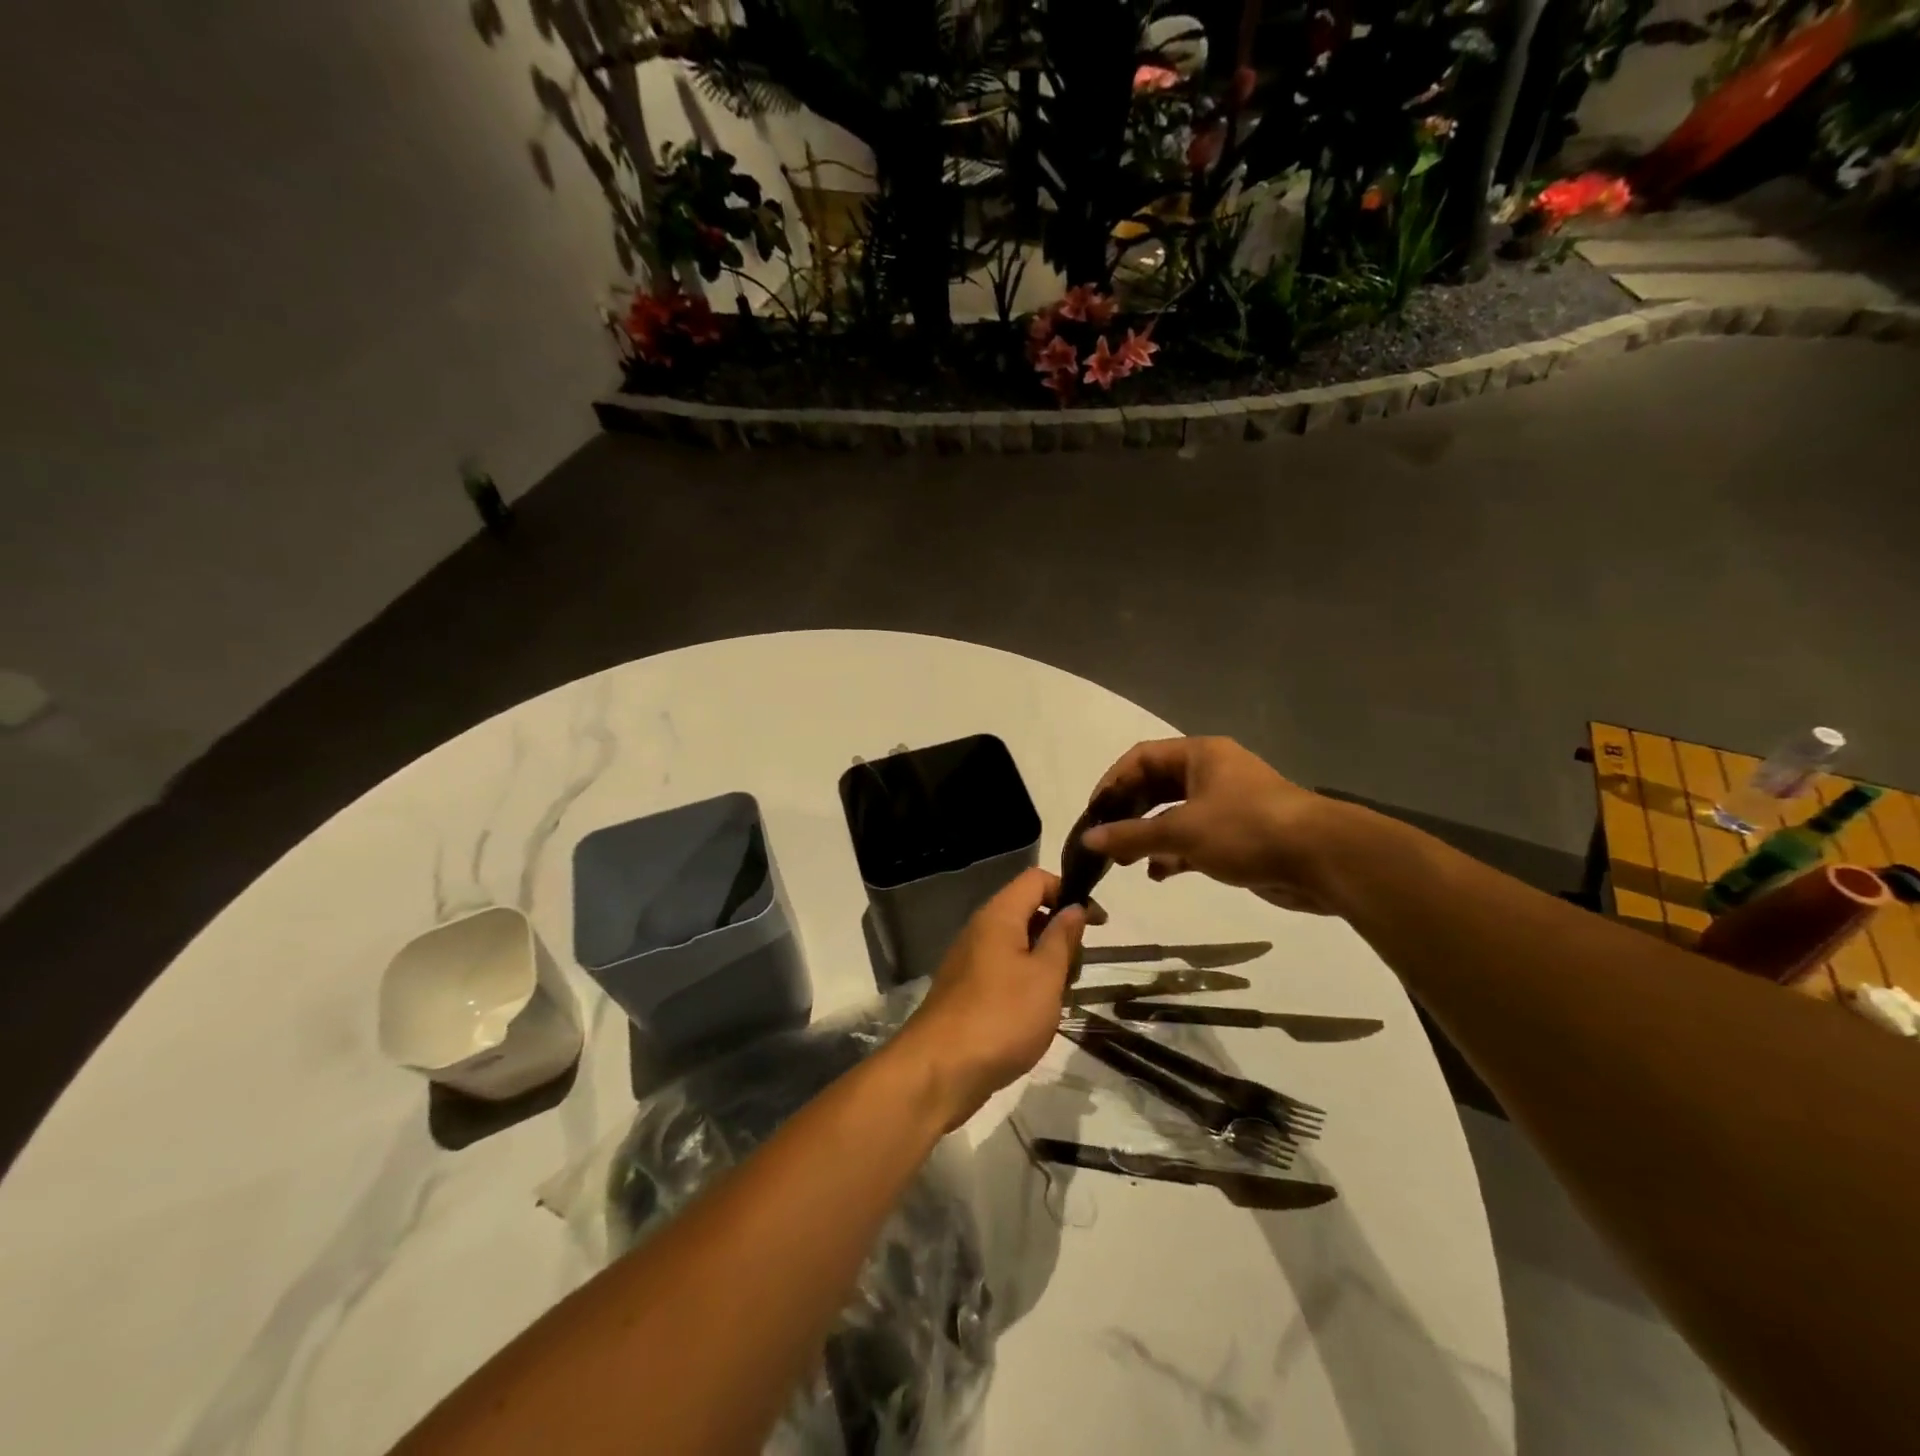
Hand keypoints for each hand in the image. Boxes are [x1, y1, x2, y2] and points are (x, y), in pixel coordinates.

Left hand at [897, 868, 1086, 1126]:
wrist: (940, 1070)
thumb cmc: (1002, 1017)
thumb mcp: (1045, 976)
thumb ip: (1062, 938)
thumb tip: (1074, 907)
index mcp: (998, 915)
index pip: (1036, 879)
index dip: (1069, 891)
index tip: (1097, 923)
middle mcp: (980, 929)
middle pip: (1027, 910)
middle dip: (1059, 933)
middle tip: (1077, 969)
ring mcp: (969, 960)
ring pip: (1017, 944)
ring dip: (1045, 962)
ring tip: (1059, 996)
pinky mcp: (966, 989)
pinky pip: (1003, 969)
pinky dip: (1026, 982)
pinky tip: (1036, 1014)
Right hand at [1081, 736, 1339, 913]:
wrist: (1321, 859)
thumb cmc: (1246, 829)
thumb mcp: (1181, 831)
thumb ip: (1131, 835)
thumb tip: (1089, 839)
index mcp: (1200, 756)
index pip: (1141, 758)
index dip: (1112, 782)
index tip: (1093, 813)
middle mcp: (1212, 774)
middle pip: (1156, 787)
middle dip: (1128, 813)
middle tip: (1105, 839)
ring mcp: (1227, 805)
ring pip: (1174, 816)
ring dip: (1148, 836)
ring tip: (1125, 862)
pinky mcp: (1238, 836)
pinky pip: (1194, 839)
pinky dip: (1173, 854)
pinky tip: (1158, 874)